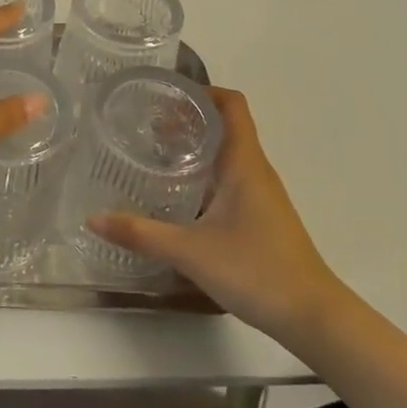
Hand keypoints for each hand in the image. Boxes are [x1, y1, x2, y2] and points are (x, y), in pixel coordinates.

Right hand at [88, 88, 352, 342]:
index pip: (232, 104)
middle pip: (225, 125)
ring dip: (195, 146)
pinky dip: (204, 173)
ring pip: (227, 153)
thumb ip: (141, 233)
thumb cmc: (256, 270)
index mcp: (243, 162)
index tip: (166, 94)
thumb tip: (93, 219)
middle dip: (188, 118)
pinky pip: (230, 178)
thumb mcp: (190, 251)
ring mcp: (261, 194)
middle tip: (147, 123)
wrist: (313, 317)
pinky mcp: (261, 216)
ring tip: (155, 153)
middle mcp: (255, 170)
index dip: (201, 90)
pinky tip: (178, 195)